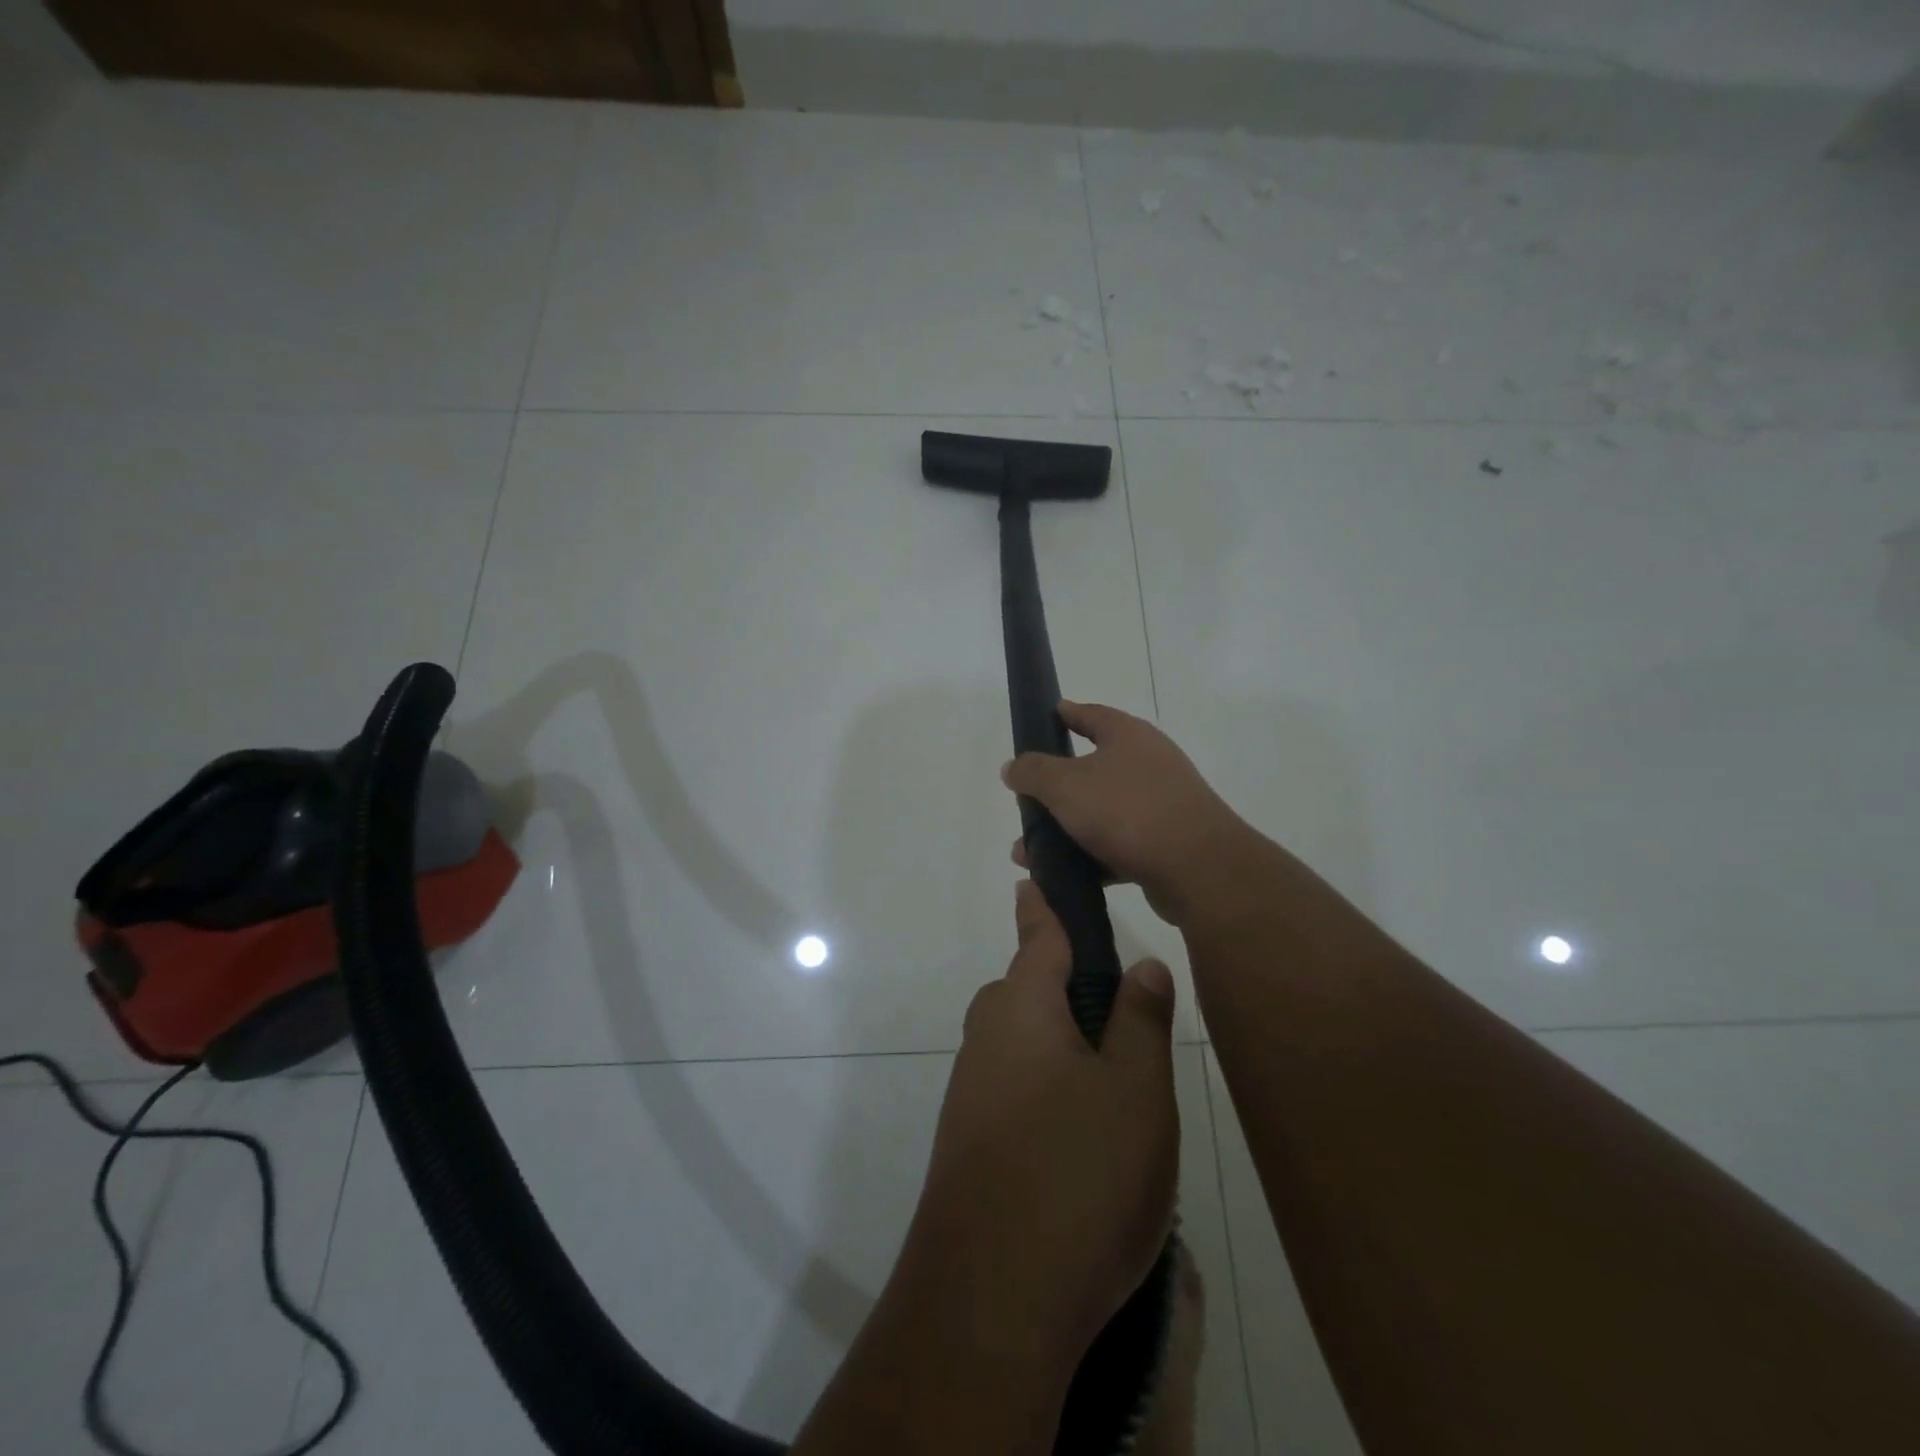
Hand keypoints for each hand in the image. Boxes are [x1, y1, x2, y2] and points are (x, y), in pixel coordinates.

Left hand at [896, 880, 1179, 1368]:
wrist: (990, 1299)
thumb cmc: (1077, 1175)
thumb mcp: (1135, 1091)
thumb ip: (1140, 1020)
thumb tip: (1141, 963)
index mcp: (1022, 1006)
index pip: (1041, 934)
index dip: (1050, 904)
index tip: (1041, 874)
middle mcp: (987, 1035)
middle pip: (1033, 989)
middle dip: (1073, 988)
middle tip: (1130, 1013)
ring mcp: (972, 1088)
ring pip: (1027, 1042)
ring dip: (1067, 1047)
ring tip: (1124, 1086)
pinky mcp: (970, 1138)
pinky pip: (1017, 1087)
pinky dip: (1051, 1091)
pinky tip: (1087, 1139)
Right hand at [1003, 701, 1247, 924]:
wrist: (1198, 868)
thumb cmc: (1127, 809)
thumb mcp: (1065, 785)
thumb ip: (1033, 772)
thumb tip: (1013, 766)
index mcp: (1128, 736)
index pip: (1091, 714)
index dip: (1066, 714)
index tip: (1046, 716)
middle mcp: (1148, 763)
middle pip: (1092, 768)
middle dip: (1054, 789)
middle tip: (1026, 802)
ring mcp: (1160, 804)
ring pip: (1101, 812)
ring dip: (1066, 829)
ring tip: (1029, 853)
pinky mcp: (1166, 843)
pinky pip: (1118, 844)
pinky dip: (1090, 856)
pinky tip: (1064, 875)